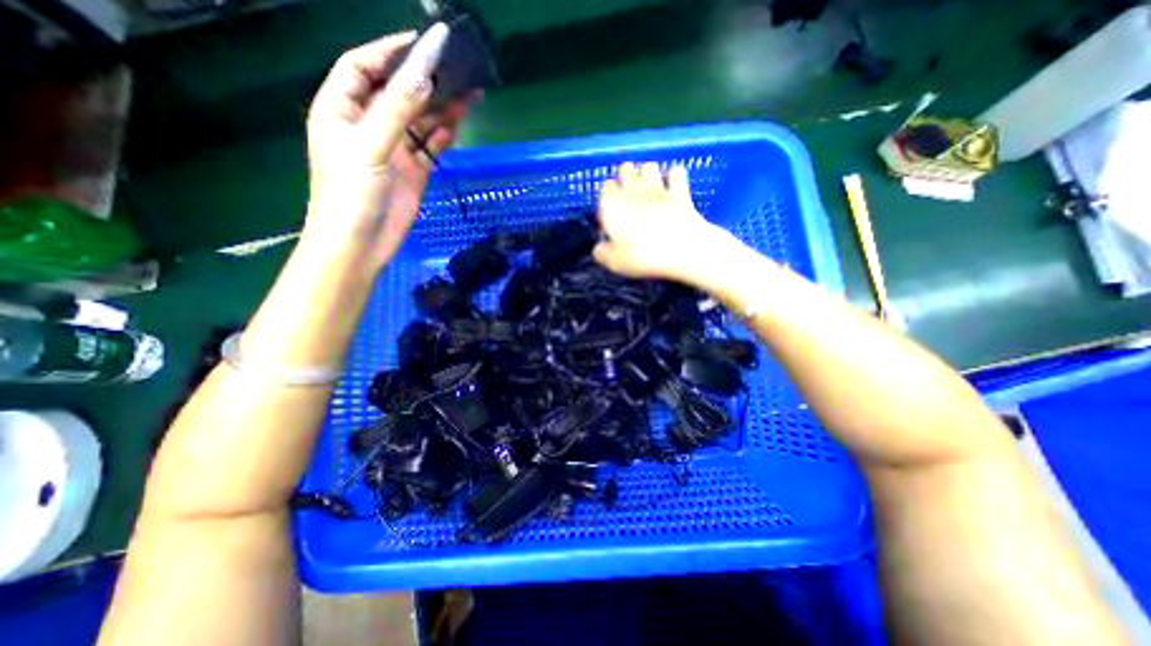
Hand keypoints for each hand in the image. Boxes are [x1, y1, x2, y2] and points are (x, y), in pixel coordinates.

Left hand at [305, 21, 471, 269]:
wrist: (362, 243)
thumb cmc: (351, 192)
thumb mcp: (370, 145)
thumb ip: (397, 109)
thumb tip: (425, 71)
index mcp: (341, 108)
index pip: (363, 66)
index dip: (390, 50)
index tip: (423, 41)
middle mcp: (368, 124)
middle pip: (398, 92)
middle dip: (425, 79)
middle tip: (457, 68)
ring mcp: (393, 148)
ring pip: (420, 120)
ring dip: (441, 108)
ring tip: (469, 93)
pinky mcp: (413, 170)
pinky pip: (430, 145)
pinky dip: (443, 135)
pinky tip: (458, 125)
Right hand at [594, 161, 725, 284]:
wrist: (682, 250)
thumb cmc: (642, 256)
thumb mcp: (615, 262)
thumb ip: (603, 253)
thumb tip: (599, 249)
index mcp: (613, 205)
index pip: (605, 189)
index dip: (607, 198)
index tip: (610, 212)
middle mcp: (634, 191)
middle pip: (626, 170)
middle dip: (625, 177)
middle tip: (627, 193)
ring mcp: (659, 189)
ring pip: (649, 167)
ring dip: (647, 172)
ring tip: (647, 185)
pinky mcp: (681, 192)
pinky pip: (676, 173)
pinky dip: (673, 175)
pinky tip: (672, 183)